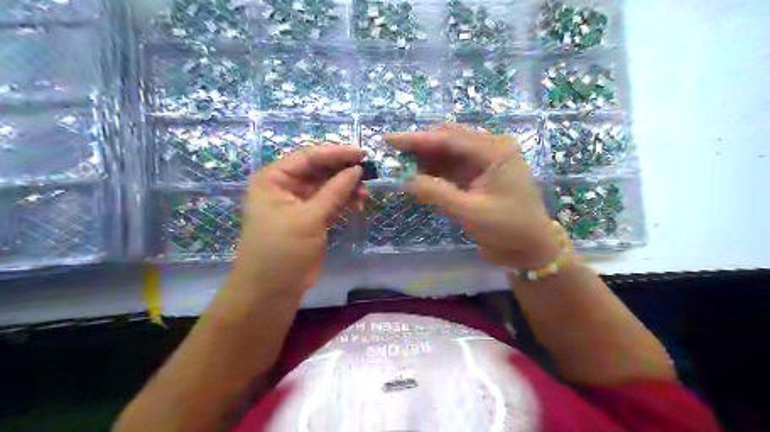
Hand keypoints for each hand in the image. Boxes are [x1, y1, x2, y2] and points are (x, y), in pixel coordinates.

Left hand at [231, 145, 363, 296]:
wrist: (272, 290)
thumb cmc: (282, 250)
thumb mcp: (308, 218)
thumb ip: (334, 192)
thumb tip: (358, 169)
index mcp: (274, 178)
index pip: (308, 157)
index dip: (336, 153)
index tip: (362, 153)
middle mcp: (285, 186)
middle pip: (319, 169)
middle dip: (343, 171)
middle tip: (369, 171)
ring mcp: (299, 202)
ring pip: (327, 186)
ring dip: (347, 187)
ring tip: (366, 192)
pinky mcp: (311, 218)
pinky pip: (330, 202)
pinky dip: (345, 201)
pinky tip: (360, 203)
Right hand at [392, 123, 559, 268]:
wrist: (528, 249)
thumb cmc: (507, 228)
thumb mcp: (470, 211)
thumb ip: (437, 193)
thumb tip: (406, 179)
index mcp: (495, 151)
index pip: (450, 139)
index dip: (418, 139)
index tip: (391, 140)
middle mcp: (489, 151)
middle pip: (448, 141)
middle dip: (419, 146)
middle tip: (392, 151)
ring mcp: (483, 164)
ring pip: (447, 154)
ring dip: (424, 159)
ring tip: (399, 163)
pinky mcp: (476, 177)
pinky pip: (450, 169)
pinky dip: (433, 172)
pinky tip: (416, 175)